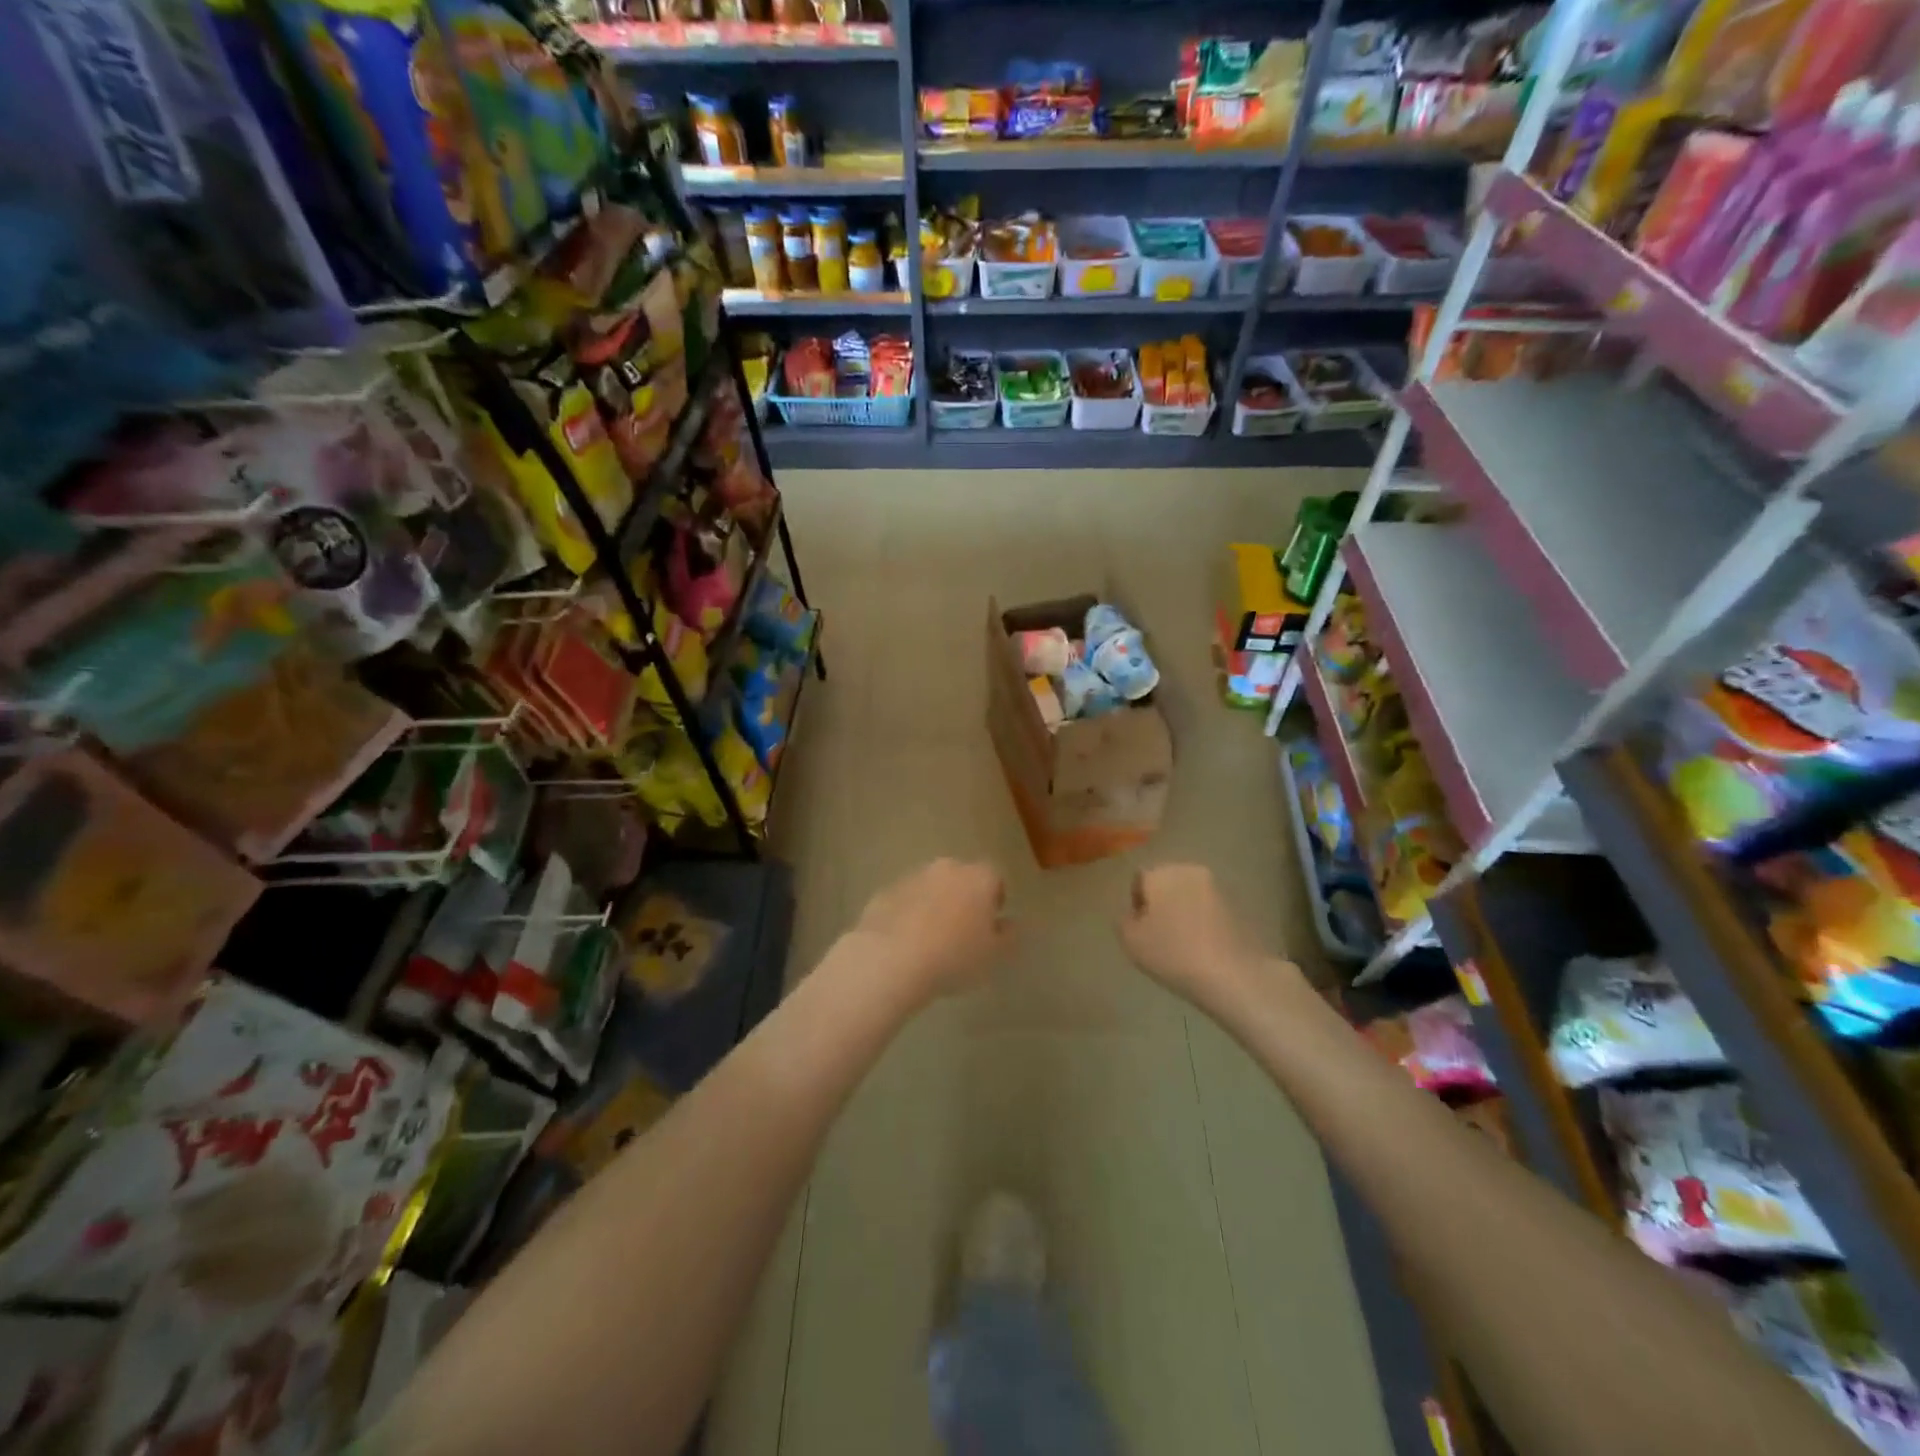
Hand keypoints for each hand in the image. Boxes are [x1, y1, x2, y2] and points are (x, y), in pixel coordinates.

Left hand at [844, 859, 1010, 1002]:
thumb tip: (1009, 923)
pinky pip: (905, 900)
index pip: (994, 877)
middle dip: (964, 898)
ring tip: (931, 940)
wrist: (891, 958)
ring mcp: (912, 877)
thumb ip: (1008, 936)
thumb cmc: (953, 956)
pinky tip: (906, 942)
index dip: (995, 898)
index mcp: (978, 877)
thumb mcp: (993, 955)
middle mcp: (946, 868)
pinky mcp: (885, 891)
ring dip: (934, 904)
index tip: (991, 923)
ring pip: (931, 887)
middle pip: (961, 877)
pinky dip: (908, 913)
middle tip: (962, 931)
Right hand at [1121, 865, 1293, 1018]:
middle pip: (1166, 882)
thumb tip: (1134, 913)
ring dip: (1183, 910)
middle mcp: (1189, 870)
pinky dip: (1203, 920)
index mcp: (1161, 873)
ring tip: (1182, 941)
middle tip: (1159, 934)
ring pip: (1189, 894)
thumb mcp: (1131, 941)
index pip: (1140, 879)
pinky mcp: (1238, 904)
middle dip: (1161, 902)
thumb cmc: (1173, 954)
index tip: (1141, 929)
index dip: (1137, 903)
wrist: (1233, 974)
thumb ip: (1124, 920)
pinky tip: (1203, 944)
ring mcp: (1217, 886)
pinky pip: (1209, 908)